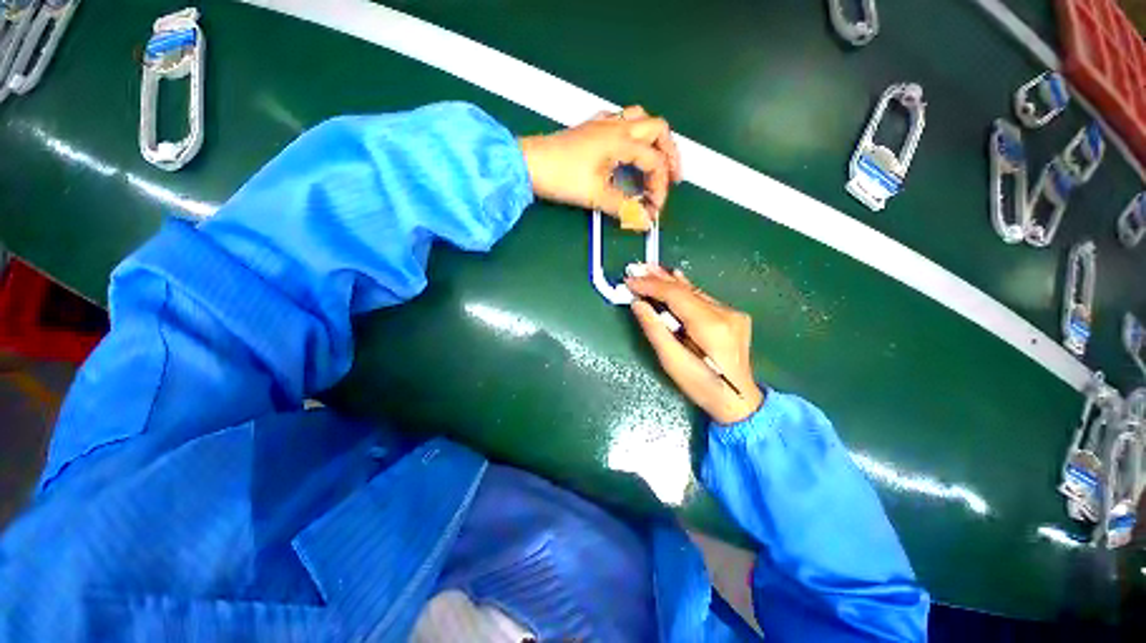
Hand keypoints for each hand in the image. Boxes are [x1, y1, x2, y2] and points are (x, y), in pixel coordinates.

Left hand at [519, 106, 682, 228]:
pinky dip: (633, 134)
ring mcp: (603, 124)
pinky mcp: (591, 128)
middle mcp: (617, 126)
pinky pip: (621, 121)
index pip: (655, 162)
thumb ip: (623, 208)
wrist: (528, 163)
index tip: (654, 208)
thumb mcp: (595, 196)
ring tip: (655, 162)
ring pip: (641, 120)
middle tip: (672, 178)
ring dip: (653, 140)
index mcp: (621, 141)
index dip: (660, 186)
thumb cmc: (562, 177)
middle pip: (658, 129)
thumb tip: (645, 221)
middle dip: (670, 154)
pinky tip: (627, 150)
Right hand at [626, 265, 763, 424]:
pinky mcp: (733, 316)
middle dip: (658, 278)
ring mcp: (732, 313)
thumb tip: (638, 304)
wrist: (738, 400)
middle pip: (685, 290)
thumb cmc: (702, 386)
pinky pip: (702, 298)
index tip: (630, 280)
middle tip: (636, 268)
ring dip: (670, 281)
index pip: (676, 295)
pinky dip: (684, 290)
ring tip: (649, 269)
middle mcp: (725, 313)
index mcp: (711, 326)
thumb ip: (654, 330)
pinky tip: (674, 278)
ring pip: (694, 291)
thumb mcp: (672, 362)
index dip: (651, 285)